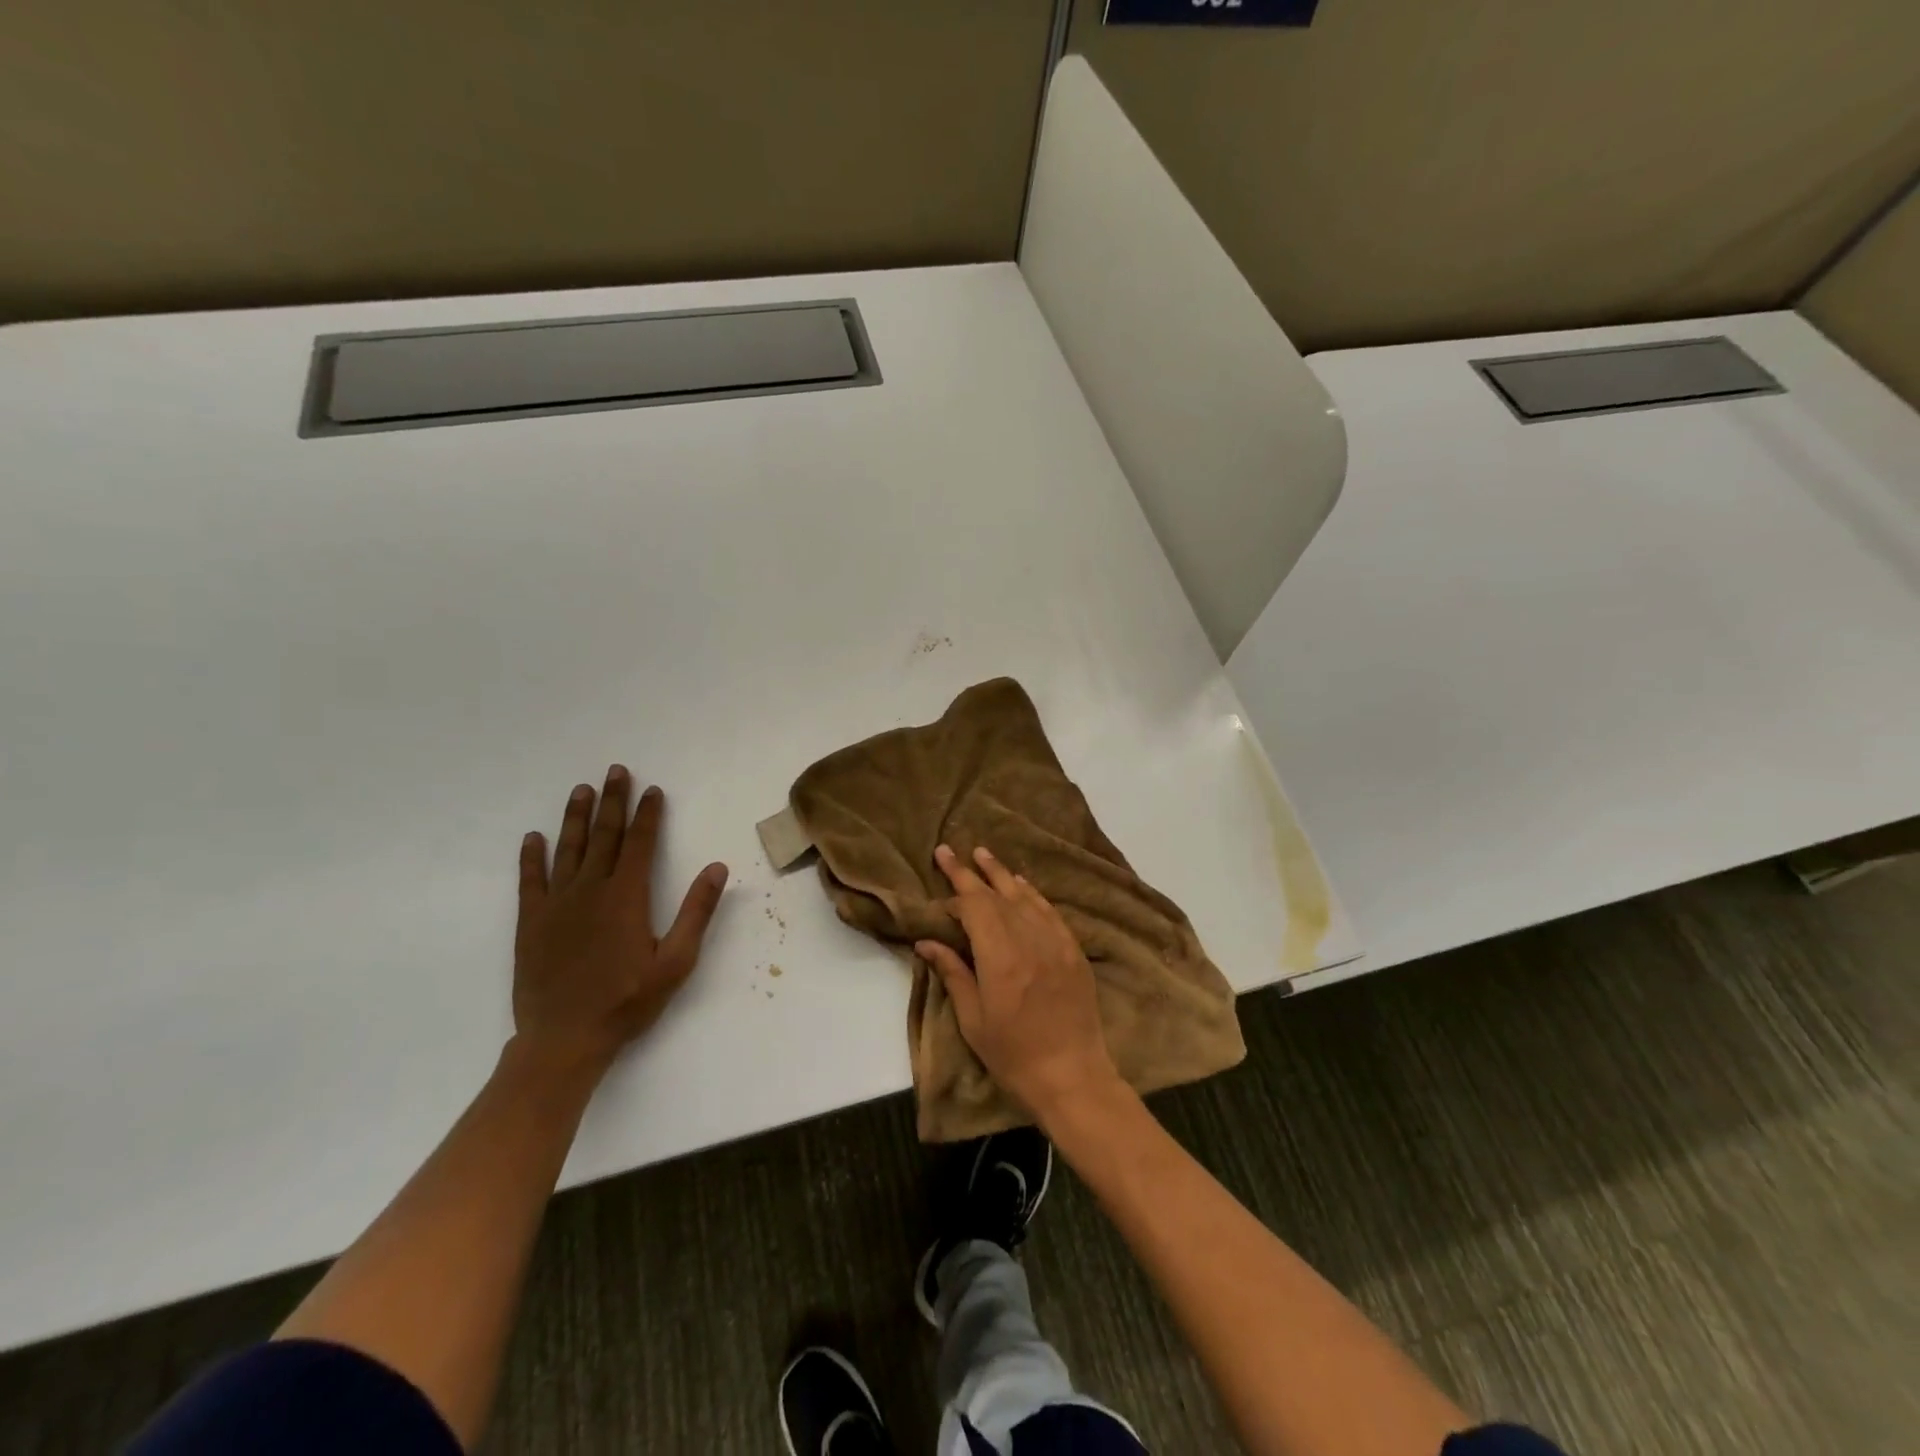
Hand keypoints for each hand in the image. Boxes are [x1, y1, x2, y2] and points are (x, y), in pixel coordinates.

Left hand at [512, 766, 727, 1080]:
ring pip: (568, 850)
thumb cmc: (627, 1002)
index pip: (640, 843)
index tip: (653, 790)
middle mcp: (590, 891)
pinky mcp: (531, 923)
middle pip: (605, 836)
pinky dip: (531, 857)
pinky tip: (533, 838)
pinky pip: (531, 881)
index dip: (648, 814)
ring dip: (576, 818)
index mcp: (626, 897)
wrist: (563, 1039)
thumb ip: (696, 912)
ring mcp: (557, 905)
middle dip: (613, 801)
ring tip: (582, 790)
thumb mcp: (676, 962)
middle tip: (616, 771)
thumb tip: (717, 868)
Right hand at [916, 844, 1120, 1122]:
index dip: (955, 896)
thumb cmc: (1013, 1055)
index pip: (974, 908)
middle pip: (996, 895)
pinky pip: (1049, 911)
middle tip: (949, 850)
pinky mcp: (1073, 950)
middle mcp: (1028, 939)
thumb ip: (952, 973)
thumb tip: (927, 942)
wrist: (1072, 1075)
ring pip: (1024, 896)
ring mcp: (1055, 942)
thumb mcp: (973, 1019)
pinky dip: (1032, 894)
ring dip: (1001, 874)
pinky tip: (1022, 884)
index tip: (941, 900)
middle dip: (970, 872)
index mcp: (1000, 956)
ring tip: (983, 855)